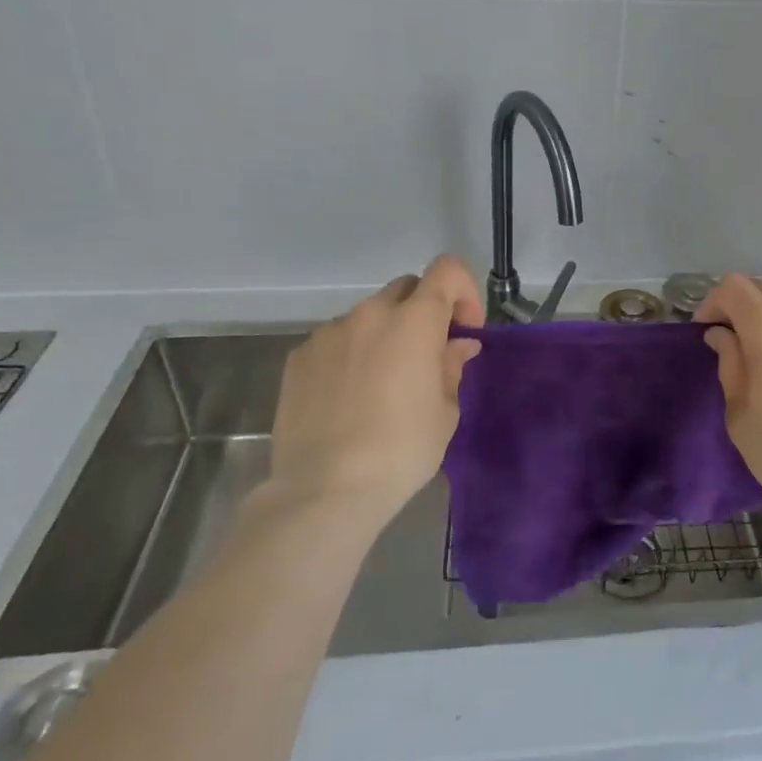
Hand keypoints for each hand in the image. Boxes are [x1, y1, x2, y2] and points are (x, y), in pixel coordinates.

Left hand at [270, 254, 483, 524]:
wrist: (324, 490)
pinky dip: (349, 355)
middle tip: (426, 355)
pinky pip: (335, 341)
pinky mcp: (298, 356)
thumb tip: (459, 344)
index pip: (446, 270)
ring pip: (368, 316)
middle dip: (423, 312)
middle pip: (406, 288)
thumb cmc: (401, 450)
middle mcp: (370, 313)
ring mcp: (329, 332)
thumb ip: (452, 366)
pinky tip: (347, 398)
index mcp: (414, 321)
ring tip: (380, 384)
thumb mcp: (445, 411)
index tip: (463, 329)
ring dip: (383, 335)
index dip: (463, 291)